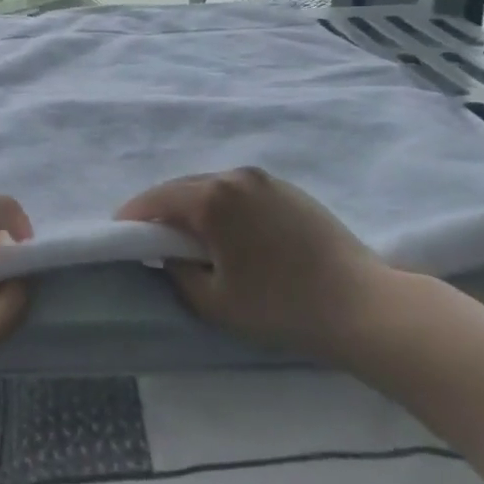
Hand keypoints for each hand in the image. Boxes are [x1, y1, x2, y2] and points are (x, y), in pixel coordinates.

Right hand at [117, 167, 410, 360]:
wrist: (363, 304)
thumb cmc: (280, 307)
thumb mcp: (213, 301)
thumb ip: (176, 272)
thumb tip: (169, 254)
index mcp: (212, 199)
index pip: (156, 200)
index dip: (133, 218)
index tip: (120, 235)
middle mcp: (236, 177)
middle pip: (183, 188)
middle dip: (161, 210)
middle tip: (150, 238)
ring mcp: (265, 179)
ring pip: (212, 187)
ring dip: (193, 207)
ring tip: (189, 236)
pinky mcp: (289, 189)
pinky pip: (239, 192)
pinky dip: (222, 206)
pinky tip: (228, 232)